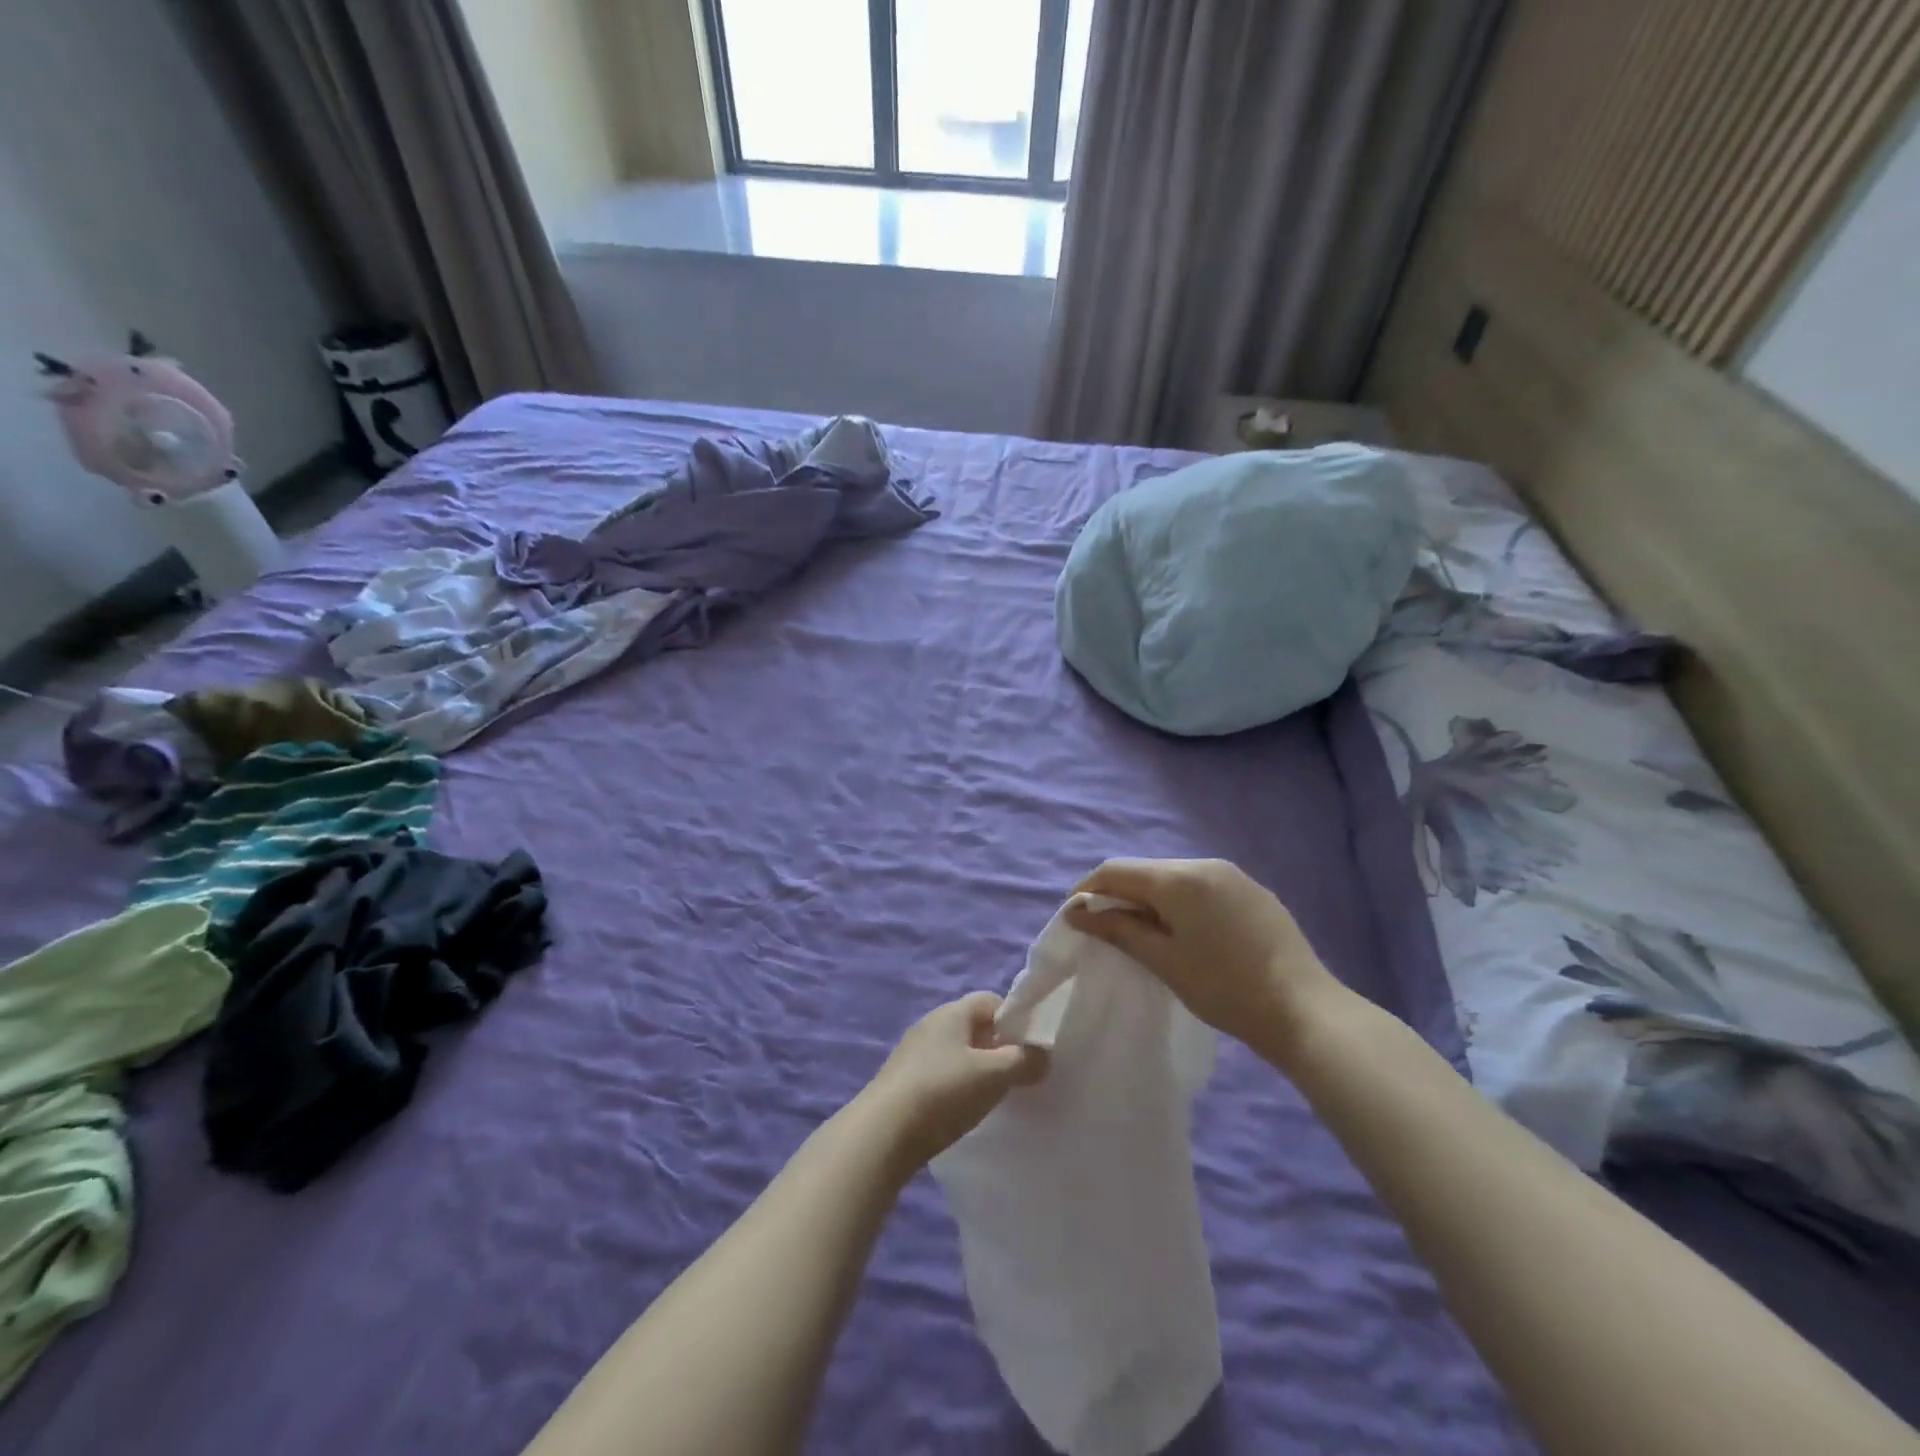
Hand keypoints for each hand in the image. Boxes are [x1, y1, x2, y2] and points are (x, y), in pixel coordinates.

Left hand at [863, 993, 1047, 1174]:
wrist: (882, 1134)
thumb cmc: (943, 1093)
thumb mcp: (993, 1076)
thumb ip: (1024, 1061)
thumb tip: (1043, 1054)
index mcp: (952, 1012)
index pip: (991, 1001)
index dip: (1014, 1021)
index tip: (1030, 1050)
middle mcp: (931, 1023)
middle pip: (974, 1027)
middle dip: (998, 1049)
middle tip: (1016, 1078)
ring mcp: (914, 1052)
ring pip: (957, 1052)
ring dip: (976, 1070)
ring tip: (991, 1099)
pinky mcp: (903, 1080)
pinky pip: (940, 1074)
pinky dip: (956, 1087)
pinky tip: (961, 1112)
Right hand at [1066, 858, 1346, 1061]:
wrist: (1305, 1010)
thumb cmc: (1225, 988)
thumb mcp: (1164, 961)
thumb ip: (1118, 929)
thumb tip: (1077, 912)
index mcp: (1180, 877)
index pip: (1117, 870)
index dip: (1088, 890)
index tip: (1075, 918)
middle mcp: (1205, 864)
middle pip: (1146, 871)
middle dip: (1120, 895)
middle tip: (1108, 931)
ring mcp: (1234, 876)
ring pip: (1175, 878)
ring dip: (1151, 899)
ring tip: (1145, 935)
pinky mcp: (1254, 892)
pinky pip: (1202, 887)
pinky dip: (1181, 903)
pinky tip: (1187, 934)